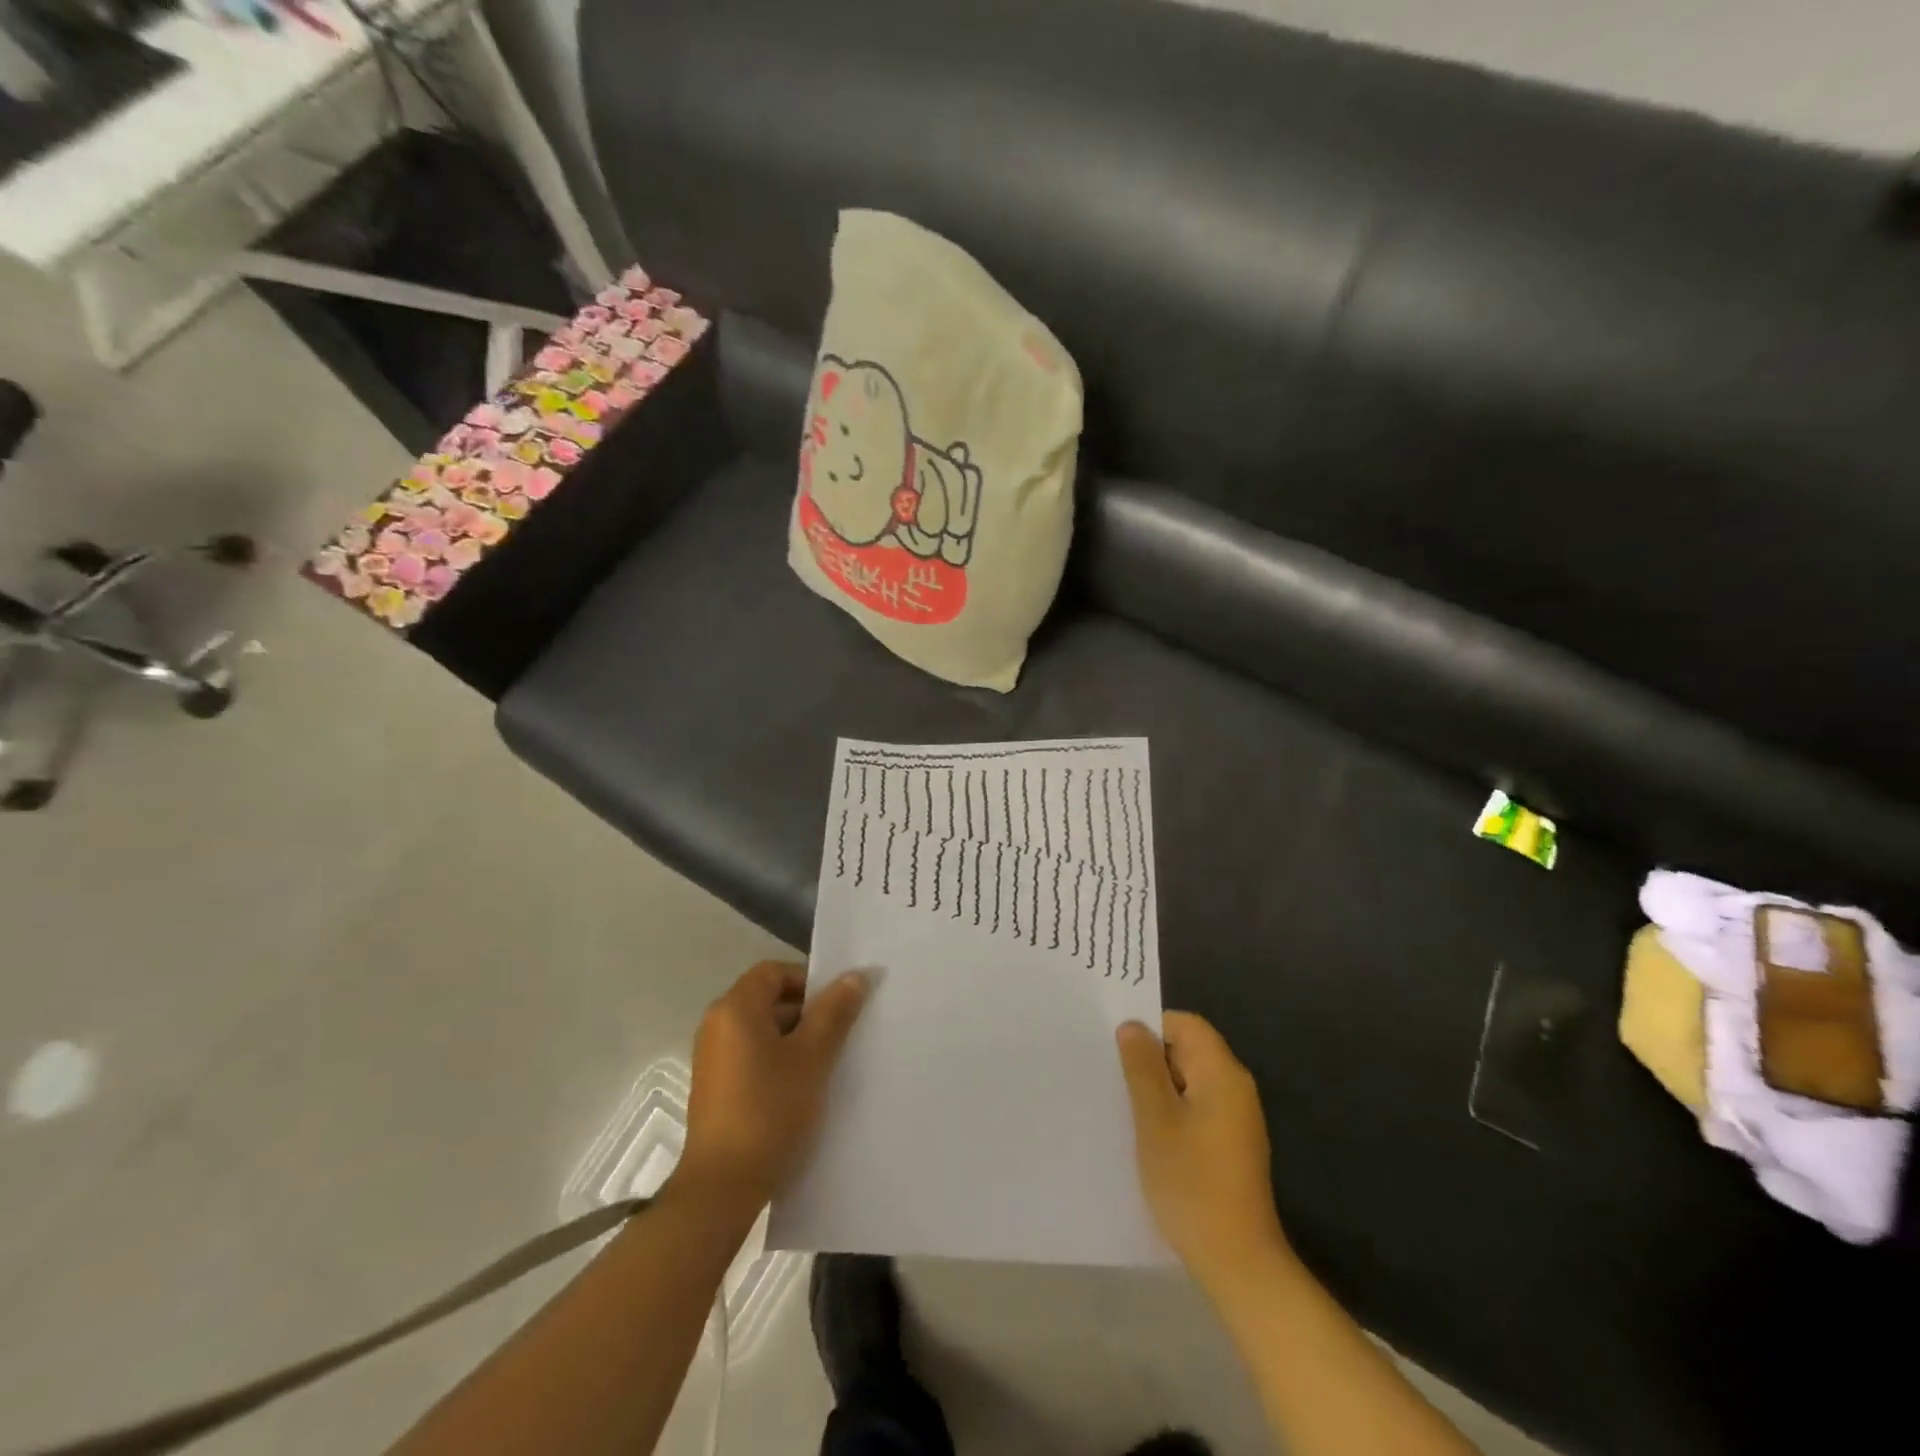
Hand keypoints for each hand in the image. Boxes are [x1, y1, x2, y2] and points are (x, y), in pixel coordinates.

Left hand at [677, 961, 868, 1214]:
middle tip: (840, 1036)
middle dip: (806, 1012)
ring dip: (794, 1040)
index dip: (809, 981)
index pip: (775, 972)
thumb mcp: (812, 1057)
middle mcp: (716, 1025)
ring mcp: (712, 1058)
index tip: (837, 1006)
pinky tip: (801, 1089)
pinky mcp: (714, 1088)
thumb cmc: (769, 1110)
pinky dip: (777, 1061)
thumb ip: (834, 1012)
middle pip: (768, 999)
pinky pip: (751, 1057)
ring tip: (825, 1065)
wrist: (722, 1188)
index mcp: (735, 1008)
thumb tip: (855, 976)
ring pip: (762, 1031)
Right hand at [1118, 1012, 1288, 1289]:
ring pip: (1191, 1080)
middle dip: (1151, 1058)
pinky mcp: (1233, 1144)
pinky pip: (1198, 1107)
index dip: (1151, 1028)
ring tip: (1125, 1105)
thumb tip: (1133, 1026)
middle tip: (1113, 1076)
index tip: (1118, 1048)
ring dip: (1159, 1086)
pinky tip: (1149, 1134)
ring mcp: (1238, 1118)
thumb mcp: (1155, 1119)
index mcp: (1222, 1072)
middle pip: (1190, 1049)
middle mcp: (1236, 1087)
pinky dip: (1173, 1110)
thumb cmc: (1191, 1182)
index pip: (1186, 1024)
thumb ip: (1142, 1067)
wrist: (1237, 1260)